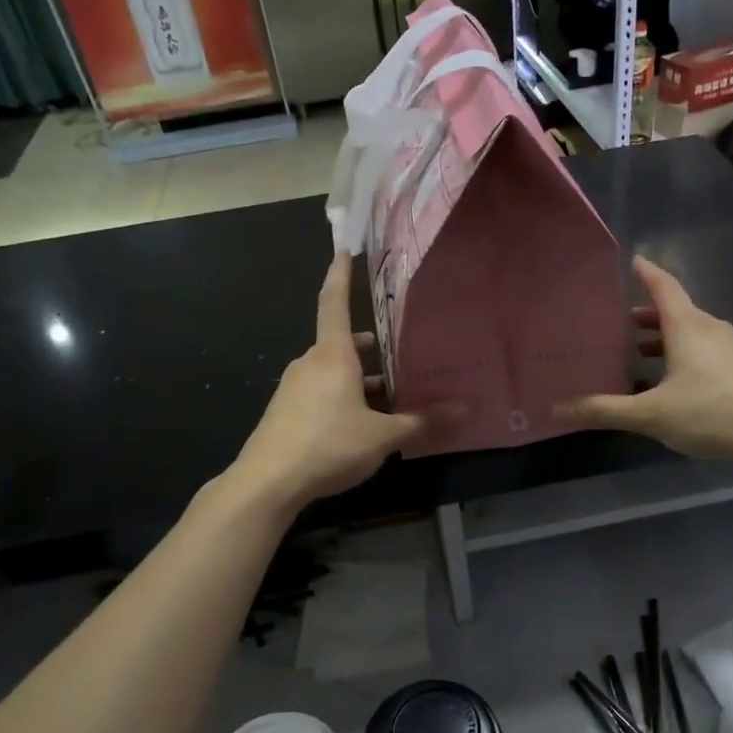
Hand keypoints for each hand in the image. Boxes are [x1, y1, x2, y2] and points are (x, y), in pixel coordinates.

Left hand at [232, 254, 427, 508]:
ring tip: (387, 394)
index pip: (335, 303)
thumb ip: (422, 422)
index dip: (340, 275)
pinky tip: (358, 423)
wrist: (267, 482)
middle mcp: (309, 364)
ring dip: (357, 377)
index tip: (343, 250)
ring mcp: (293, 388)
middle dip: (367, 345)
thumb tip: (465, 410)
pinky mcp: (285, 412)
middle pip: (340, 343)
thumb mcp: (382, 436)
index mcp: (332, 355)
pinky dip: (341, 397)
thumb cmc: (328, 446)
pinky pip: (319, 392)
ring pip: (331, 371)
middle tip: (395, 350)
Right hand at [555, 256, 732, 466]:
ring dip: (667, 338)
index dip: (646, 273)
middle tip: (621, 323)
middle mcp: (712, 328)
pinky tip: (677, 383)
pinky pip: (708, 350)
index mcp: (687, 327)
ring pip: (693, 333)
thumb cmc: (712, 413)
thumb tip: (557, 409)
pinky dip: (686, 354)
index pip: (663, 287)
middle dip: (648, 315)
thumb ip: (605, 411)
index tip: (633, 260)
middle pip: (677, 311)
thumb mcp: (651, 415)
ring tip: (642, 354)